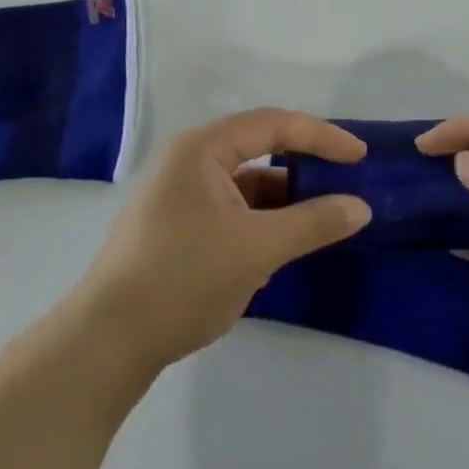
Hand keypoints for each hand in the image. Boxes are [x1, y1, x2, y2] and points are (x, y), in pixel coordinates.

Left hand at [82, 109, 370, 370]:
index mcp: (202, 150)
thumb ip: (313, 223)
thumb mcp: (258, 249)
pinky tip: (282, 247)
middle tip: (345, 182)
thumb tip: (361, 208)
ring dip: (284, 200)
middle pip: (260, 150)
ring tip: (322, 220)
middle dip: (304, 167)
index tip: (360, 156)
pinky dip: (262, 222)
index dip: (321, 136)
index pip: (274, 125)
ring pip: (247, 185)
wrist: (107, 342)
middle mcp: (189, 162)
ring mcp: (181, 196)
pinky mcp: (179, 227)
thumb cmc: (183, 278)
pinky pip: (233, 210)